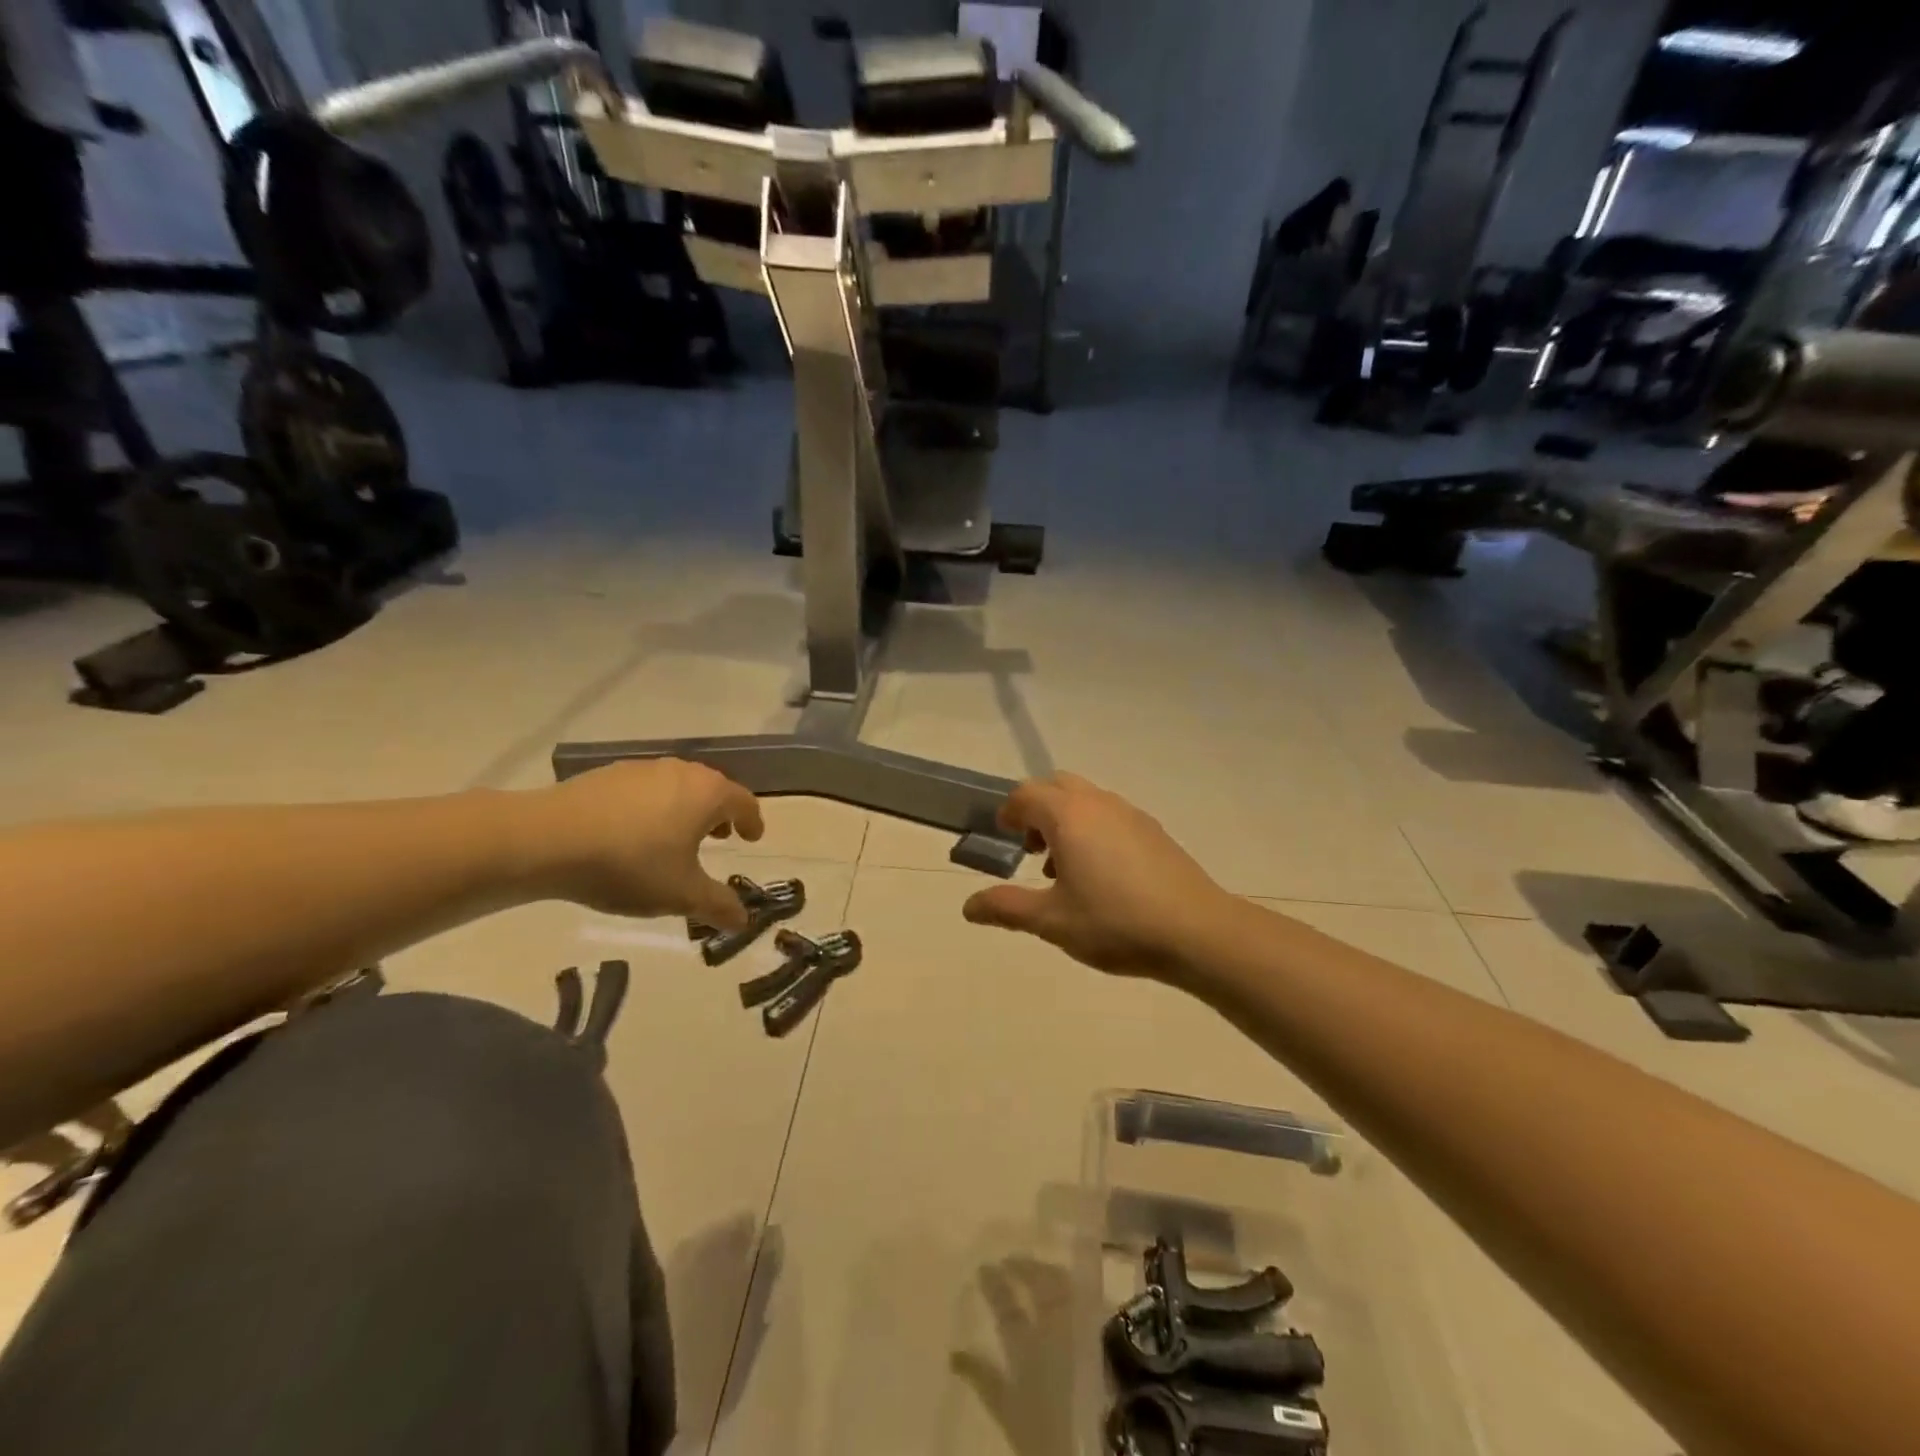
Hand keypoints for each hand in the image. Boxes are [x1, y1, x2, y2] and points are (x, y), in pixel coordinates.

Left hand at [529, 760, 763, 926]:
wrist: (547, 839)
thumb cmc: (630, 864)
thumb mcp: (680, 895)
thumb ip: (717, 905)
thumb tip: (743, 920)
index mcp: (708, 794)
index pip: (744, 802)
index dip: (752, 822)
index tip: (752, 837)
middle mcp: (681, 772)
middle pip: (712, 789)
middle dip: (720, 814)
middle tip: (719, 838)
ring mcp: (642, 769)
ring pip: (677, 787)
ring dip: (685, 809)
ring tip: (675, 838)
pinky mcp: (607, 775)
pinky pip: (645, 790)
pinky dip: (652, 808)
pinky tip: (633, 833)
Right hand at [961, 773, 1233, 980]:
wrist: (1197, 932)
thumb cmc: (1115, 922)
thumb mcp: (1051, 921)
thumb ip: (1007, 908)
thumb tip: (968, 906)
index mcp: (1068, 816)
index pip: (1025, 794)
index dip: (1008, 813)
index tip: (1003, 838)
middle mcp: (1098, 803)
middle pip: (1056, 787)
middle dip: (1037, 810)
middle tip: (1032, 851)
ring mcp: (1131, 814)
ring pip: (1086, 800)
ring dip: (1066, 821)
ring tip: (1065, 870)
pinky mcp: (1154, 830)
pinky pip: (1110, 815)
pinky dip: (1093, 830)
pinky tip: (1102, 877)